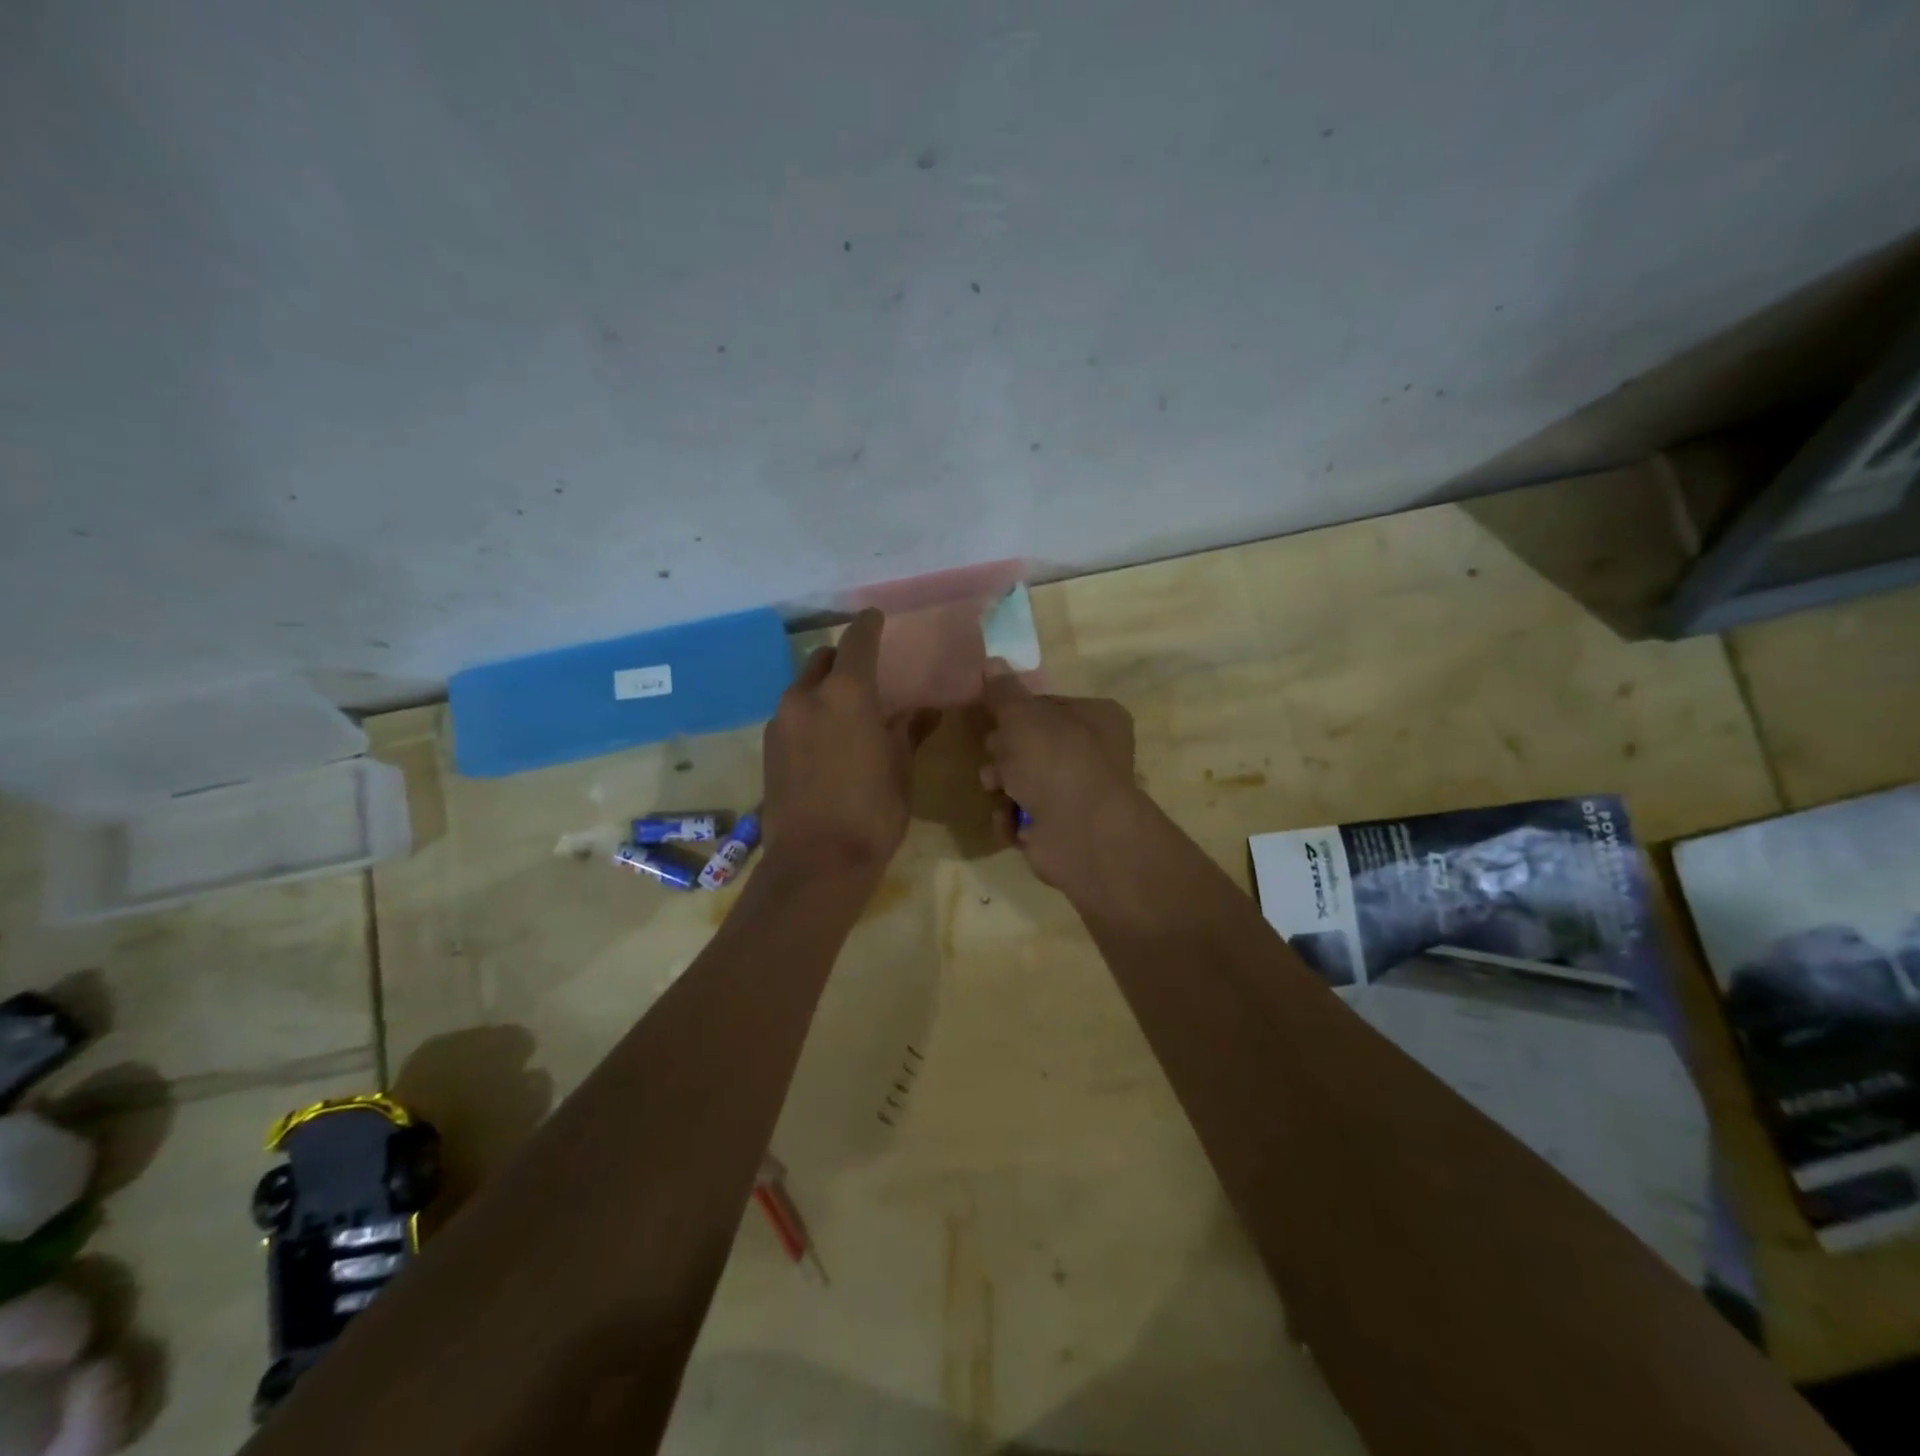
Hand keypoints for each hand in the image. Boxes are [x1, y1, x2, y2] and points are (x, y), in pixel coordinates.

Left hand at [762, 609, 937, 878]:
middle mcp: (806, 697)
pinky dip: (810, 713)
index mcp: (845, 694)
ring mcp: (781, 722)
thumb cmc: (872, 813)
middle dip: (843, 659)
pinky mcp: (768, 747)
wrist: (816, 863)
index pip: (857, 642)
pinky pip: (792, 714)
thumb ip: (909, 730)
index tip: (876, 617)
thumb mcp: (900, 769)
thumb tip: (926, 709)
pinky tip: (826, 738)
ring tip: (847, 709)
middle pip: (823, 660)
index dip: (868, 626)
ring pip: (804, 688)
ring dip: (824, 688)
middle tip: (866, 672)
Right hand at [978, 672, 1140, 890]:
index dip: (1014, 713)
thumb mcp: (1022, 715)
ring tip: (997, 791)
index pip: (1045, 706)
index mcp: (1096, 717)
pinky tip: (1010, 820)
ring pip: (1022, 781)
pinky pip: (1023, 815)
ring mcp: (1076, 794)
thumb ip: (1003, 691)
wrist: (1080, 832)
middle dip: (1003, 754)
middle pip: (1030, 745)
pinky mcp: (1060, 828)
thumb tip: (992, 660)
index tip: (992, 719)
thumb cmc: (1055, 760)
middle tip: (995, 758)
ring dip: (1001, 786)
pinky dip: (1011, 817)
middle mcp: (1092, 753)